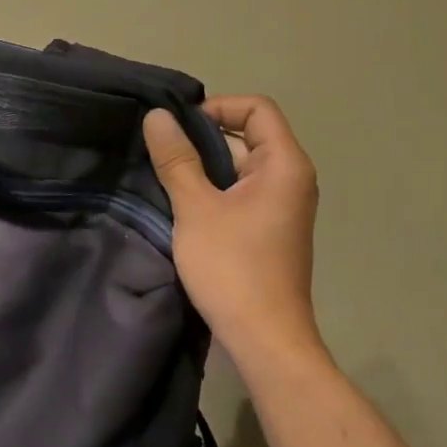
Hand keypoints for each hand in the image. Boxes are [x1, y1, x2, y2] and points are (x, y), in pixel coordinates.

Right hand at [144, 95, 319, 361]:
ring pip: (238, 167)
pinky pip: (239, 193)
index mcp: (284, 164)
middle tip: (159, 150)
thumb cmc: (233, 268)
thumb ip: (177, 159)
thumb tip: (157, 116)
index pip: (257, 108)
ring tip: (162, 176)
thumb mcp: (196, 208)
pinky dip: (211, 190)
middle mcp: (290, 178)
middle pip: (247, 135)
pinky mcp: (267, 229)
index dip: (217, 107)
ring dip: (202, 167)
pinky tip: (179, 204)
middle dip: (202, 138)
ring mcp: (280, 206)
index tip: (178, 127)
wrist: (264, 339)